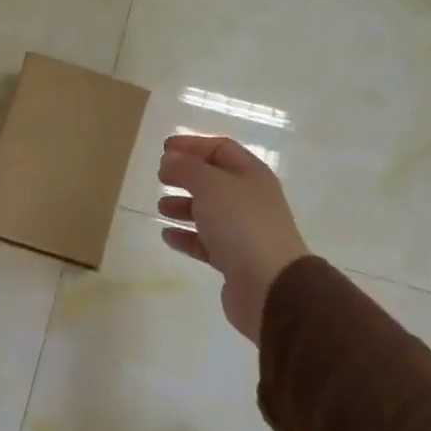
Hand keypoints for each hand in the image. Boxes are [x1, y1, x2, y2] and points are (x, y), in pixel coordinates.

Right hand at [157, 135, 309, 343]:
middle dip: (187, 176)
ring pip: (210, 212)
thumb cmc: (241, 224)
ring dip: (184, 206)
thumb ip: (186, 168)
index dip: (193, 145)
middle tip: (161, 177)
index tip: (164, 150)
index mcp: (251, 175)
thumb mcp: (210, 185)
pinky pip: (206, 242)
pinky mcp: (235, 260)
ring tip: (161, 207)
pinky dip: (187, 237)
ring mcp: (245, 231)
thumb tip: (169, 159)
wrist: (270, 285)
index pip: (221, 149)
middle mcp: (250, 199)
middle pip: (215, 180)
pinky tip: (167, 236)